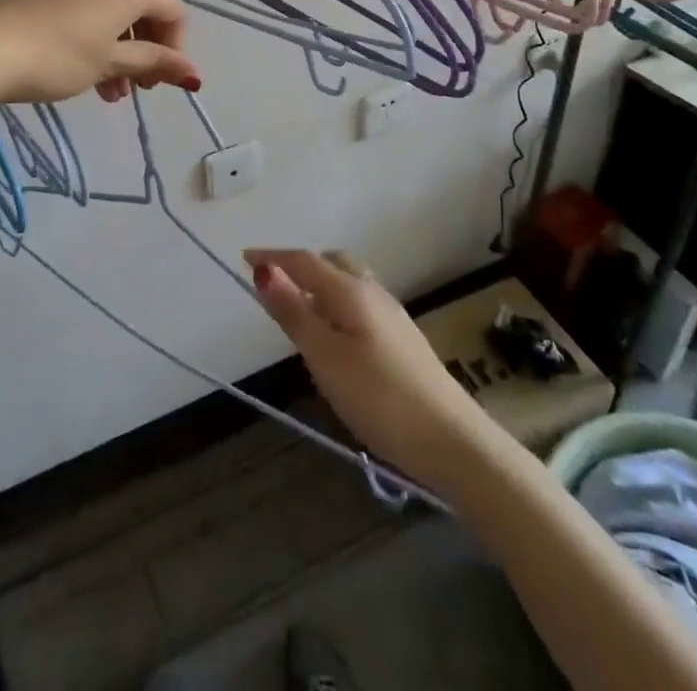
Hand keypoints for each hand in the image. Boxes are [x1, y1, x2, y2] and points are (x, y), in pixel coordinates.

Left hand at [0, 0, 200, 105]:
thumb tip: (192, 73)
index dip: (177, 47)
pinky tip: (85, 72)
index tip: (161, 81)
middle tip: (138, 89)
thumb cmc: (59, 57)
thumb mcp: (111, 63)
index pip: (173, 11)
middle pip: (145, 9)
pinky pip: (89, 8)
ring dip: (121, 51)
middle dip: (147, 50)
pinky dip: (97, 38)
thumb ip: (154, 63)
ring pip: (115, 12)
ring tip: (109, 92)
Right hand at [245, 249, 494, 489]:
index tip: (244, 257)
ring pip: (349, 282)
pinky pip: (360, 302)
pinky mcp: (402, 338)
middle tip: (274, 285)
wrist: (452, 440)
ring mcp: (392, 314)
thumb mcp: (325, 357)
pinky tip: (335, 336)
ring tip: (299, 311)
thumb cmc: (379, 397)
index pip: (303, 261)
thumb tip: (263, 271)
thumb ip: (293, 313)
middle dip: (300, 265)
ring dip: (320, 284)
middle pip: (331, 262)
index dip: (272, 257)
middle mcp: (372, 292)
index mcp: (350, 290)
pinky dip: (337, 303)